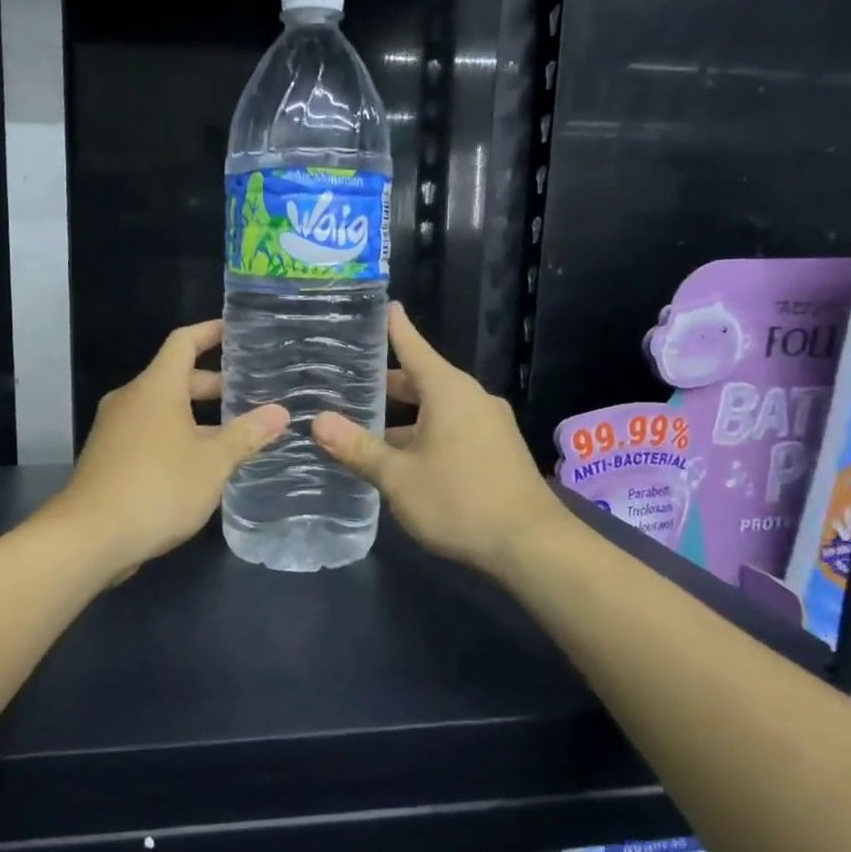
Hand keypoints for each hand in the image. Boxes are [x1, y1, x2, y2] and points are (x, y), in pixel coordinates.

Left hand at [45, 320, 288, 583]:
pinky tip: (201, 465)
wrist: (90, 537)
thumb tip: (280, 412)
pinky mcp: (109, 458)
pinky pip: (150, 434)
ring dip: (197, 416)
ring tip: (235, 433)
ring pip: (163, 410)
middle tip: (250, 394)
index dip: (210, 332)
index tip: (236, 331)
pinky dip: (177, 437)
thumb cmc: (158, 487)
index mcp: (156, 387)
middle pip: (175, 378)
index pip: (184, 342)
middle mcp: (132, 399)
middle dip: (213, 384)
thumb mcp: (213, 462)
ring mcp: (115, 429)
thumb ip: (247, 435)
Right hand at [313, 304, 560, 575]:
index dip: (393, 327)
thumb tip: (318, 421)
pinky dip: (424, 431)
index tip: (380, 305)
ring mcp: (489, 424)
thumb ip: (357, 448)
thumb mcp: (398, 477)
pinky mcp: (497, 449)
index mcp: (448, 391)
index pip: (413, 346)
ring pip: (437, 407)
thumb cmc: (460, 501)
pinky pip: (452, 427)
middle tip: (347, 382)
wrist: (532, 546)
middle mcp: (471, 398)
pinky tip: (401, 457)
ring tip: (365, 425)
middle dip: (386, 382)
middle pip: (422, 379)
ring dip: (404, 415)